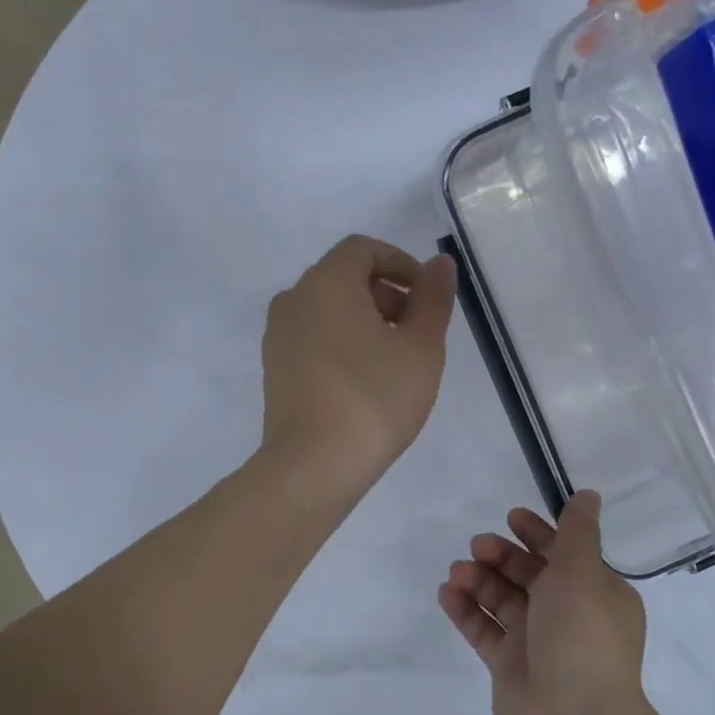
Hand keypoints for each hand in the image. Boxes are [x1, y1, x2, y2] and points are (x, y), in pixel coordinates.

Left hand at [261, 235, 456, 498]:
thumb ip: (433, 298)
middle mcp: (294, 299)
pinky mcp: (274, 369)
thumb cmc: (374, 397)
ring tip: (396, 359)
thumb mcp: (420, 346)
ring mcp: (278, 336)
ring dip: (366, 320)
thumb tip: (440, 264)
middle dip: (386, 294)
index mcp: (326, 282)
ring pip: (328, 310)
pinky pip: (313, 337)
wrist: (313, 465)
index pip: (363, 249)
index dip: (400, 263)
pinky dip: (342, 342)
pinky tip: (366, 380)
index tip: (427, 295)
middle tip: (418, 331)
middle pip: (344, 277)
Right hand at [438, 491, 654, 714]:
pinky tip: (446, 593)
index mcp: (595, 593)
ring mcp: (536, 642)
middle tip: (478, 546)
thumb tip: (589, 495)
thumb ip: (577, 533)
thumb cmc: (582, 637)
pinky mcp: (508, 666)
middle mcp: (567, 614)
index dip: (538, 533)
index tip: (511, 517)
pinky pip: (483, 629)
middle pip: (530, 574)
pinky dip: (465, 609)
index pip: (565, 553)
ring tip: (457, 572)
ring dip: (480, 580)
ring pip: (503, 600)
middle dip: (503, 556)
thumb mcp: (582, 573)